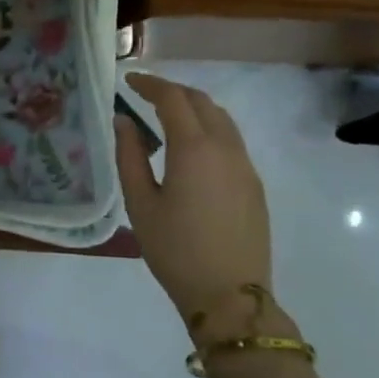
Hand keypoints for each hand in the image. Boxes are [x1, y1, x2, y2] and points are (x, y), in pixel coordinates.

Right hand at [115, 73, 272, 330]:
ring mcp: (245, 166)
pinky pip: (232, 141)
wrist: (230, 296)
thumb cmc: (175, 250)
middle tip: (145, 95)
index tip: (129, 81)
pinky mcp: (254, 185)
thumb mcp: (141, 203)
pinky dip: (209, 129)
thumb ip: (130, 156)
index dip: (149, 84)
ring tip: (168, 116)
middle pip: (202, 102)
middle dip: (173, 91)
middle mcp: (226, 148)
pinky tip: (192, 149)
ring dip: (194, 108)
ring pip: (222, 119)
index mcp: (194, 148)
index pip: (173, 98)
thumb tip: (124, 122)